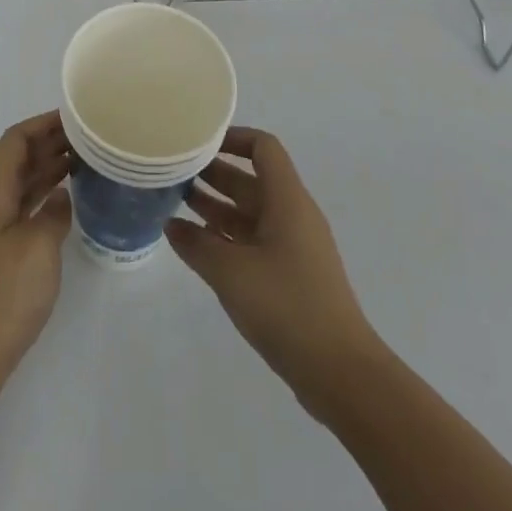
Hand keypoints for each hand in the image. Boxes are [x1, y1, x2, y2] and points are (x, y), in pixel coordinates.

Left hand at [0, 111, 73, 401]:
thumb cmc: (2, 295)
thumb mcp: (37, 247)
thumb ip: (53, 212)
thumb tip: (60, 197)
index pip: (15, 141)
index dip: (41, 124)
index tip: (74, 118)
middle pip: (20, 159)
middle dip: (50, 142)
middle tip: (89, 137)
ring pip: (25, 184)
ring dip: (51, 168)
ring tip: (87, 160)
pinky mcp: (3, 255)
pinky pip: (27, 209)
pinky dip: (47, 197)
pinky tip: (69, 202)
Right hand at [166, 126, 381, 417]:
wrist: (341, 373)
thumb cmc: (287, 306)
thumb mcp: (231, 272)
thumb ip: (197, 244)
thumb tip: (171, 225)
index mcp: (287, 200)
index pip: (263, 148)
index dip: (233, 137)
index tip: (198, 141)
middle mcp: (292, 215)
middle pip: (252, 180)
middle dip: (214, 173)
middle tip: (174, 173)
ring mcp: (293, 247)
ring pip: (250, 212)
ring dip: (216, 206)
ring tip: (176, 204)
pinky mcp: (291, 276)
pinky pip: (254, 241)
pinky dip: (226, 237)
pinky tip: (197, 245)